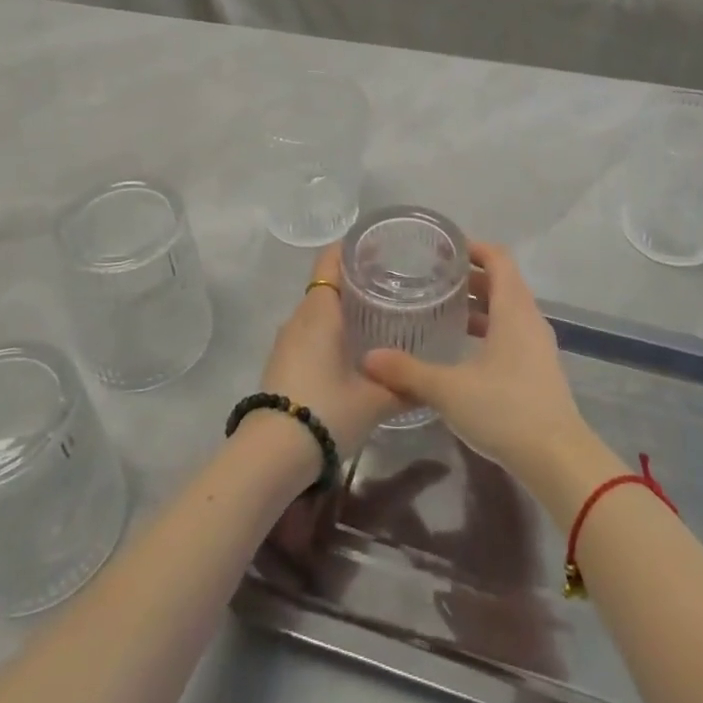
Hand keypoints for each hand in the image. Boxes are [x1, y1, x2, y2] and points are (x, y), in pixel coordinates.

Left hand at [257, 245, 401, 456]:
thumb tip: (431, 383)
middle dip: (356, 281)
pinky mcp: (281, 362)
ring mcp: (286, 340)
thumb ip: (405, 386)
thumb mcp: (375, 400)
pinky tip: (352, 349)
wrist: (271, 455)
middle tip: (392, 284)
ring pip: (317, 310)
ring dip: (342, 309)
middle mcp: (300, 316)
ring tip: (378, 316)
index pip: (331, 259)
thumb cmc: (327, 411)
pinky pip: (309, 332)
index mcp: (320, 309)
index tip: (381, 248)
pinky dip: (330, 331)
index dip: (352, 248)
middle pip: (326, 283)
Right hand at [362, 245, 598, 493]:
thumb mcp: (449, 389)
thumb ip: (408, 371)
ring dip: (480, 304)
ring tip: (444, 310)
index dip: (473, 247)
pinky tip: (464, 350)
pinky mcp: (539, 369)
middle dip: (470, 275)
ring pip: (508, 309)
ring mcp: (538, 345)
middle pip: (503, 281)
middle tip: (434, 278)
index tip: (443, 248)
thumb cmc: (505, 409)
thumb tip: (369, 358)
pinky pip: (512, 332)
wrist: (558, 459)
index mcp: (513, 308)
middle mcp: (529, 318)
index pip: (498, 258)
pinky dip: (489, 329)